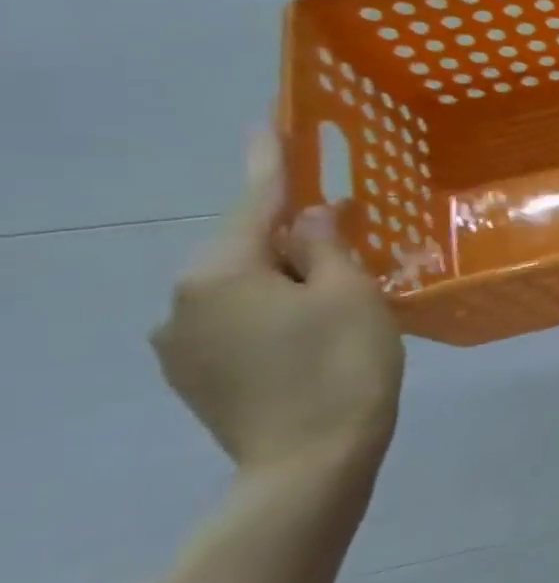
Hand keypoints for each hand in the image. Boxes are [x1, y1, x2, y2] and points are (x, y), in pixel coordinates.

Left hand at [151, 136, 403, 482]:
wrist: (309, 463)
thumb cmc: (341, 366)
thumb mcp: (351, 294)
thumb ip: (326, 246)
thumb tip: (309, 216)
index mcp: (221, 271)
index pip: (255, 200)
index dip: (270, 158)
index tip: (270, 119)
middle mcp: (184, 300)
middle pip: (248, 248)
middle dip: (294, 236)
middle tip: (348, 234)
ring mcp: (182, 342)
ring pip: (244, 287)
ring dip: (288, 278)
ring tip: (340, 296)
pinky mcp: (195, 375)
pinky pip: (238, 320)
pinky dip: (275, 312)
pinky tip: (313, 332)